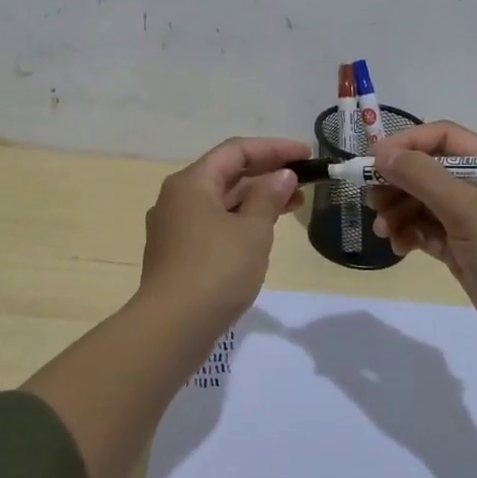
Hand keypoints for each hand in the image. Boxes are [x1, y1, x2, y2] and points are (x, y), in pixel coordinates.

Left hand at [136, 136, 308, 327]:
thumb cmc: (216, 270)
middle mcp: (177, 198)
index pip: (236, 151)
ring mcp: (174, 228)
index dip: (274, 149)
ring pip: (221, 201)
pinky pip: (214, 224)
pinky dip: (241, 221)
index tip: (305, 154)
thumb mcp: (252, 231)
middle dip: (267, 174)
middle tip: (304, 181)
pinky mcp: (177, 254)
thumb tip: (282, 175)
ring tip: (294, 206)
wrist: (171, 328)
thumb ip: (269, 197)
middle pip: (226, 174)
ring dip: (257, 199)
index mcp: (191, 183)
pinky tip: (263, 233)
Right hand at [368, 121, 476, 357]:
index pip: (443, 138)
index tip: (373, 161)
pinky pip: (426, 230)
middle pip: (428, 170)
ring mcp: (472, 221)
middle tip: (371, 200)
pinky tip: (398, 247)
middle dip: (397, 182)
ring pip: (422, 202)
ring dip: (398, 211)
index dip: (407, 144)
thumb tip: (382, 155)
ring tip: (383, 230)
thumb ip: (422, 177)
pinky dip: (408, 234)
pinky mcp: (462, 249)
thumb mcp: (466, 208)